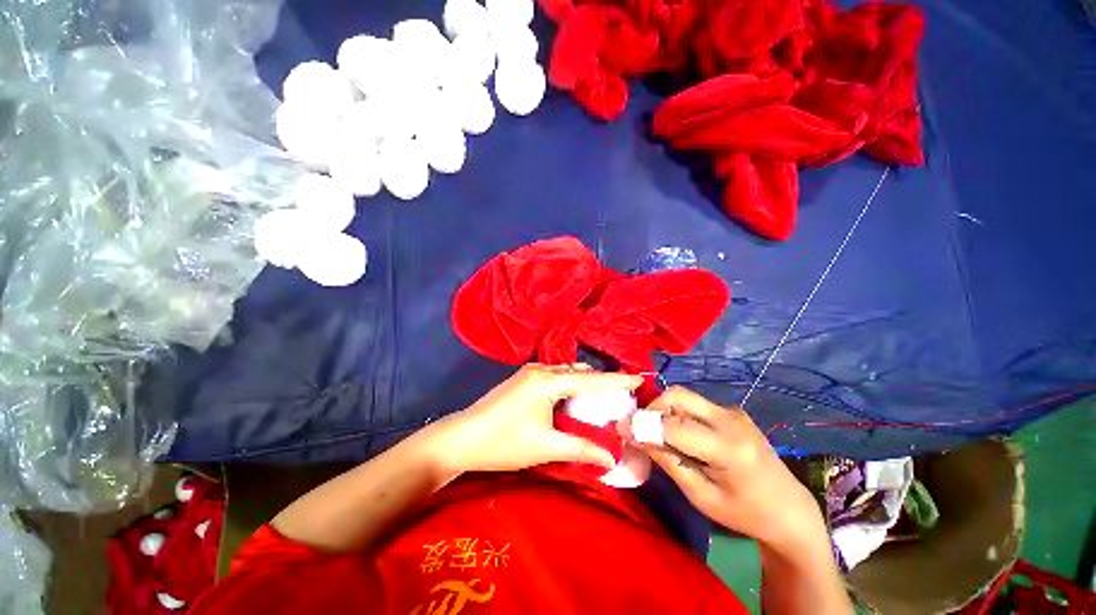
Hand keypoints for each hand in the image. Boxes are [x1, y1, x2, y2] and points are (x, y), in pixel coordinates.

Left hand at [426, 364, 641, 474]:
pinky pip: (555, 377)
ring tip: (601, 399)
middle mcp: (540, 370)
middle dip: (601, 382)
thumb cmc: (503, 443)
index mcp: (547, 381)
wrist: (460, 439)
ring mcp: (529, 373)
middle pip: (579, 372)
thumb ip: (581, 448)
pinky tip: (574, 399)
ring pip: (566, 373)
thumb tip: (612, 458)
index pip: (590, 379)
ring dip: (584, 383)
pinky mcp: (522, 380)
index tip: (639, 378)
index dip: (616, 380)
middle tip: (621, 396)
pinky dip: (569, 385)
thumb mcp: (545, 446)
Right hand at [621, 386, 824, 550]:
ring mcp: (733, 411)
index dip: (643, 423)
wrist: (790, 509)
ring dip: (664, 409)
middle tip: (641, 429)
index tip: (620, 427)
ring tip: (657, 432)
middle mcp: (730, 419)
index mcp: (728, 448)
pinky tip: (679, 433)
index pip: (674, 425)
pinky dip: (678, 412)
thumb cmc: (745, 513)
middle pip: (678, 395)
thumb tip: (634, 436)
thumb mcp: (701, 495)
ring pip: (685, 396)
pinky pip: (695, 404)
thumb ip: (667, 460)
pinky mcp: (732, 411)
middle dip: (653, 408)